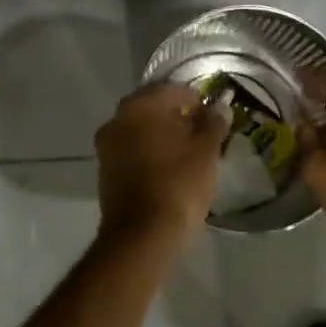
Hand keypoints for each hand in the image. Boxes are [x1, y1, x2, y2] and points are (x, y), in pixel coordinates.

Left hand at [95, 83, 231, 246]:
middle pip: (152, 108)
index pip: (173, 90)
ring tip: (187, 152)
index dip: (196, 101)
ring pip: (139, 130)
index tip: (212, 118)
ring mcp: (106, 146)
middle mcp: (117, 120)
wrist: (142, 236)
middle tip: (201, 133)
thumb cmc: (178, 186)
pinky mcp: (105, 171)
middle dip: (176, 116)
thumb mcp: (206, 152)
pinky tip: (168, 168)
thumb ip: (213, 124)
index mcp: (140, 107)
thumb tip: (220, 107)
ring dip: (161, 135)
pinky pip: (131, 151)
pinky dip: (149, 152)